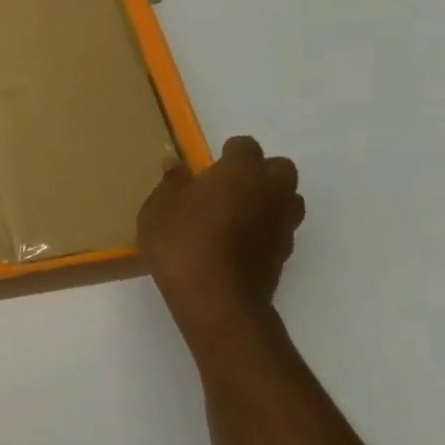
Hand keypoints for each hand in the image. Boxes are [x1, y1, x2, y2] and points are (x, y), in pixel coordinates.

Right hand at [137, 137, 303, 338]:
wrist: (216, 298)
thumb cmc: (181, 243)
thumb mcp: (157, 210)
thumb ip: (170, 184)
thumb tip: (175, 163)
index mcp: (240, 171)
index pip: (244, 145)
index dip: (227, 153)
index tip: (208, 168)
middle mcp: (271, 189)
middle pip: (279, 167)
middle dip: (258, 172)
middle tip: (227, 188)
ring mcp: (283, 222)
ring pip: (288, 197)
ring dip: (269, 199)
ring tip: (237, 214)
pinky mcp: (285, 251)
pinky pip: (280, 227)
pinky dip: (266, 228)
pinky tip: (239, 242)